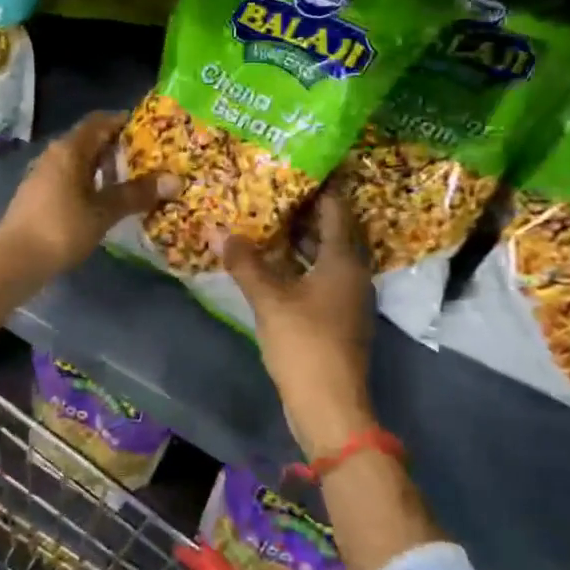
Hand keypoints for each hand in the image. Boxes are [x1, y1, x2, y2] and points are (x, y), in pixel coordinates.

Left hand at [0, 111, 177, 287]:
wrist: (14, 260)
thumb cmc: (61, 229)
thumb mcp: (103, 212)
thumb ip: (136, 194)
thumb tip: (174, 180)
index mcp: (70, 149)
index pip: (100, 121)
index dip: (125, 122)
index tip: (151, 131)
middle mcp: (55, 154)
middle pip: (90, 140)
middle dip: (119, 147)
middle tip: (150, 159)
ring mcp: (44, 174)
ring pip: (80, 161)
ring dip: (105, 168)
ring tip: (133, 181)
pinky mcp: (39, 194)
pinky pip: (71, 178)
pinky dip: (91, 183)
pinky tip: (106, 201)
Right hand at [221, 191, 376, 459]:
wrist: (329, 405)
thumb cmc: (305, 343)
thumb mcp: (269, 299)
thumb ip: (245, 263)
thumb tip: (218, 229)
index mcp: (344, 261)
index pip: (336, 209)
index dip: (319, 186)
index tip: (295, 164)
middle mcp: (351, 273)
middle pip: (331, 231)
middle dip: (304, 210)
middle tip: (271, 187)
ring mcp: (345, 298)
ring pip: (323, 255)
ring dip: (298, 239)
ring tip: (265, 218)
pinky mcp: (335, 317)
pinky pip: (317, 276)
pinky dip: (297, 264)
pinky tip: (270, 262)